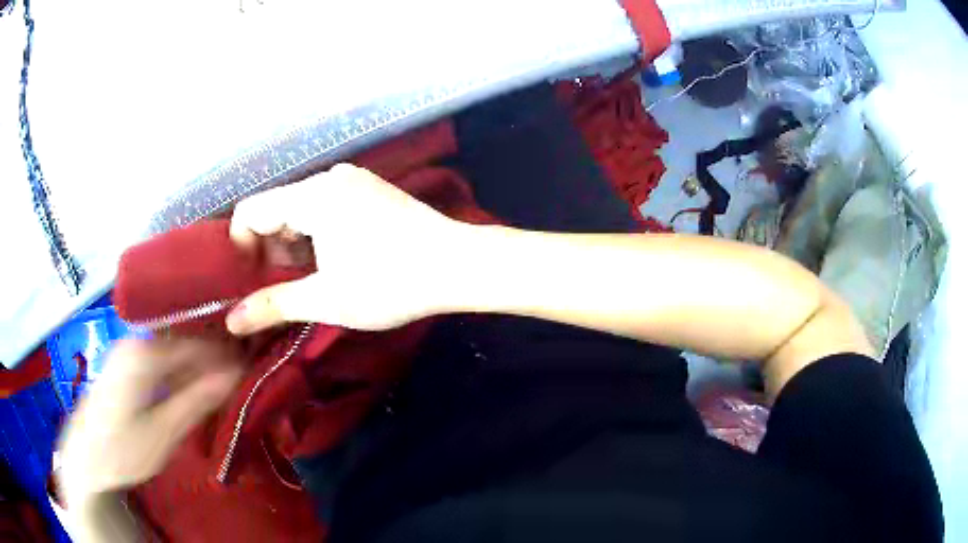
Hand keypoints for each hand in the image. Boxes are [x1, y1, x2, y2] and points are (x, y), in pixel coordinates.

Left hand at [58, 340, 241, 503]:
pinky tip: (196, 389)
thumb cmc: (123, 449)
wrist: (87, 457)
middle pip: (185, 344)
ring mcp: (129, 352)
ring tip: (226, 385)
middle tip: (243, 379)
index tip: (253, 370)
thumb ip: (197, 400)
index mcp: (144, 353)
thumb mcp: (163, 432)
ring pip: (175, 352)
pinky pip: (163, 361)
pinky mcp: (127, 365)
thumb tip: (235, 375)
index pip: (197, 345)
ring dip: (200, 368)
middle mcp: (136, 342)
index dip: (227, 357)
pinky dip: (183, 373)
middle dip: (215, 360)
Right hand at [226, 163, 464, 333]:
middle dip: (268, 249)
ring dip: (293, 244)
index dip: (241, 248)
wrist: (459, 264)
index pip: (250, 211)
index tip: (250, 282)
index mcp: (311, 196)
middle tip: (279, 288)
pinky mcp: (370, 189)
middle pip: (275, 208)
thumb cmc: (390, 284)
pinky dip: (315, 232)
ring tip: (306, 280)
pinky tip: (330, 261)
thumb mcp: (326, 300)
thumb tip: (231, 321)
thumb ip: (273, 305)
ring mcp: (353, 180)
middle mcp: (328, 178)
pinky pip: (325, 206)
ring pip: (301, 209)